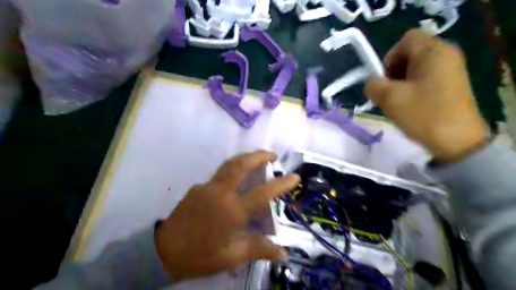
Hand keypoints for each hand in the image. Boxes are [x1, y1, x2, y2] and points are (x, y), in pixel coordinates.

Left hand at [154, 152, 298, 280]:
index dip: (282, 183)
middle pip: (242, 164)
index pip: (263, 192)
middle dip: (259, 155)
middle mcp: (221, 192)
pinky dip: (232, 172)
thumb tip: (283, 253)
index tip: (294, 176)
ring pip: (229, 164)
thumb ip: (259, 249)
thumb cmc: (201, 255)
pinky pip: (219, 175)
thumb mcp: (232, 256)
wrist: (163, 251)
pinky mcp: (198, 187)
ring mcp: (207, 186)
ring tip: (257, 160)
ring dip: (245, 158)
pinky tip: (235, 182)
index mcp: (232, 210)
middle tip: (272, 155)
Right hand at [362, 29, 488, 162]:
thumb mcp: (389, 99)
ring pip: (417, 67)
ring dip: (402, 81)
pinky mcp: (452, 83)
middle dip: (394, 72)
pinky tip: (412, 104)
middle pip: (410, 53)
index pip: (405, 40)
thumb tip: (371, 82)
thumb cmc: (423, 114)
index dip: (390, 57)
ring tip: (399, 101)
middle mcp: (446, 54)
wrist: (457, 141)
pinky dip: (414, 87)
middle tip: (390, 93)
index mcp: (433, 52)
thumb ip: (372, 85)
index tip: (386, 80)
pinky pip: (426, 77)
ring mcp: (452, 69)